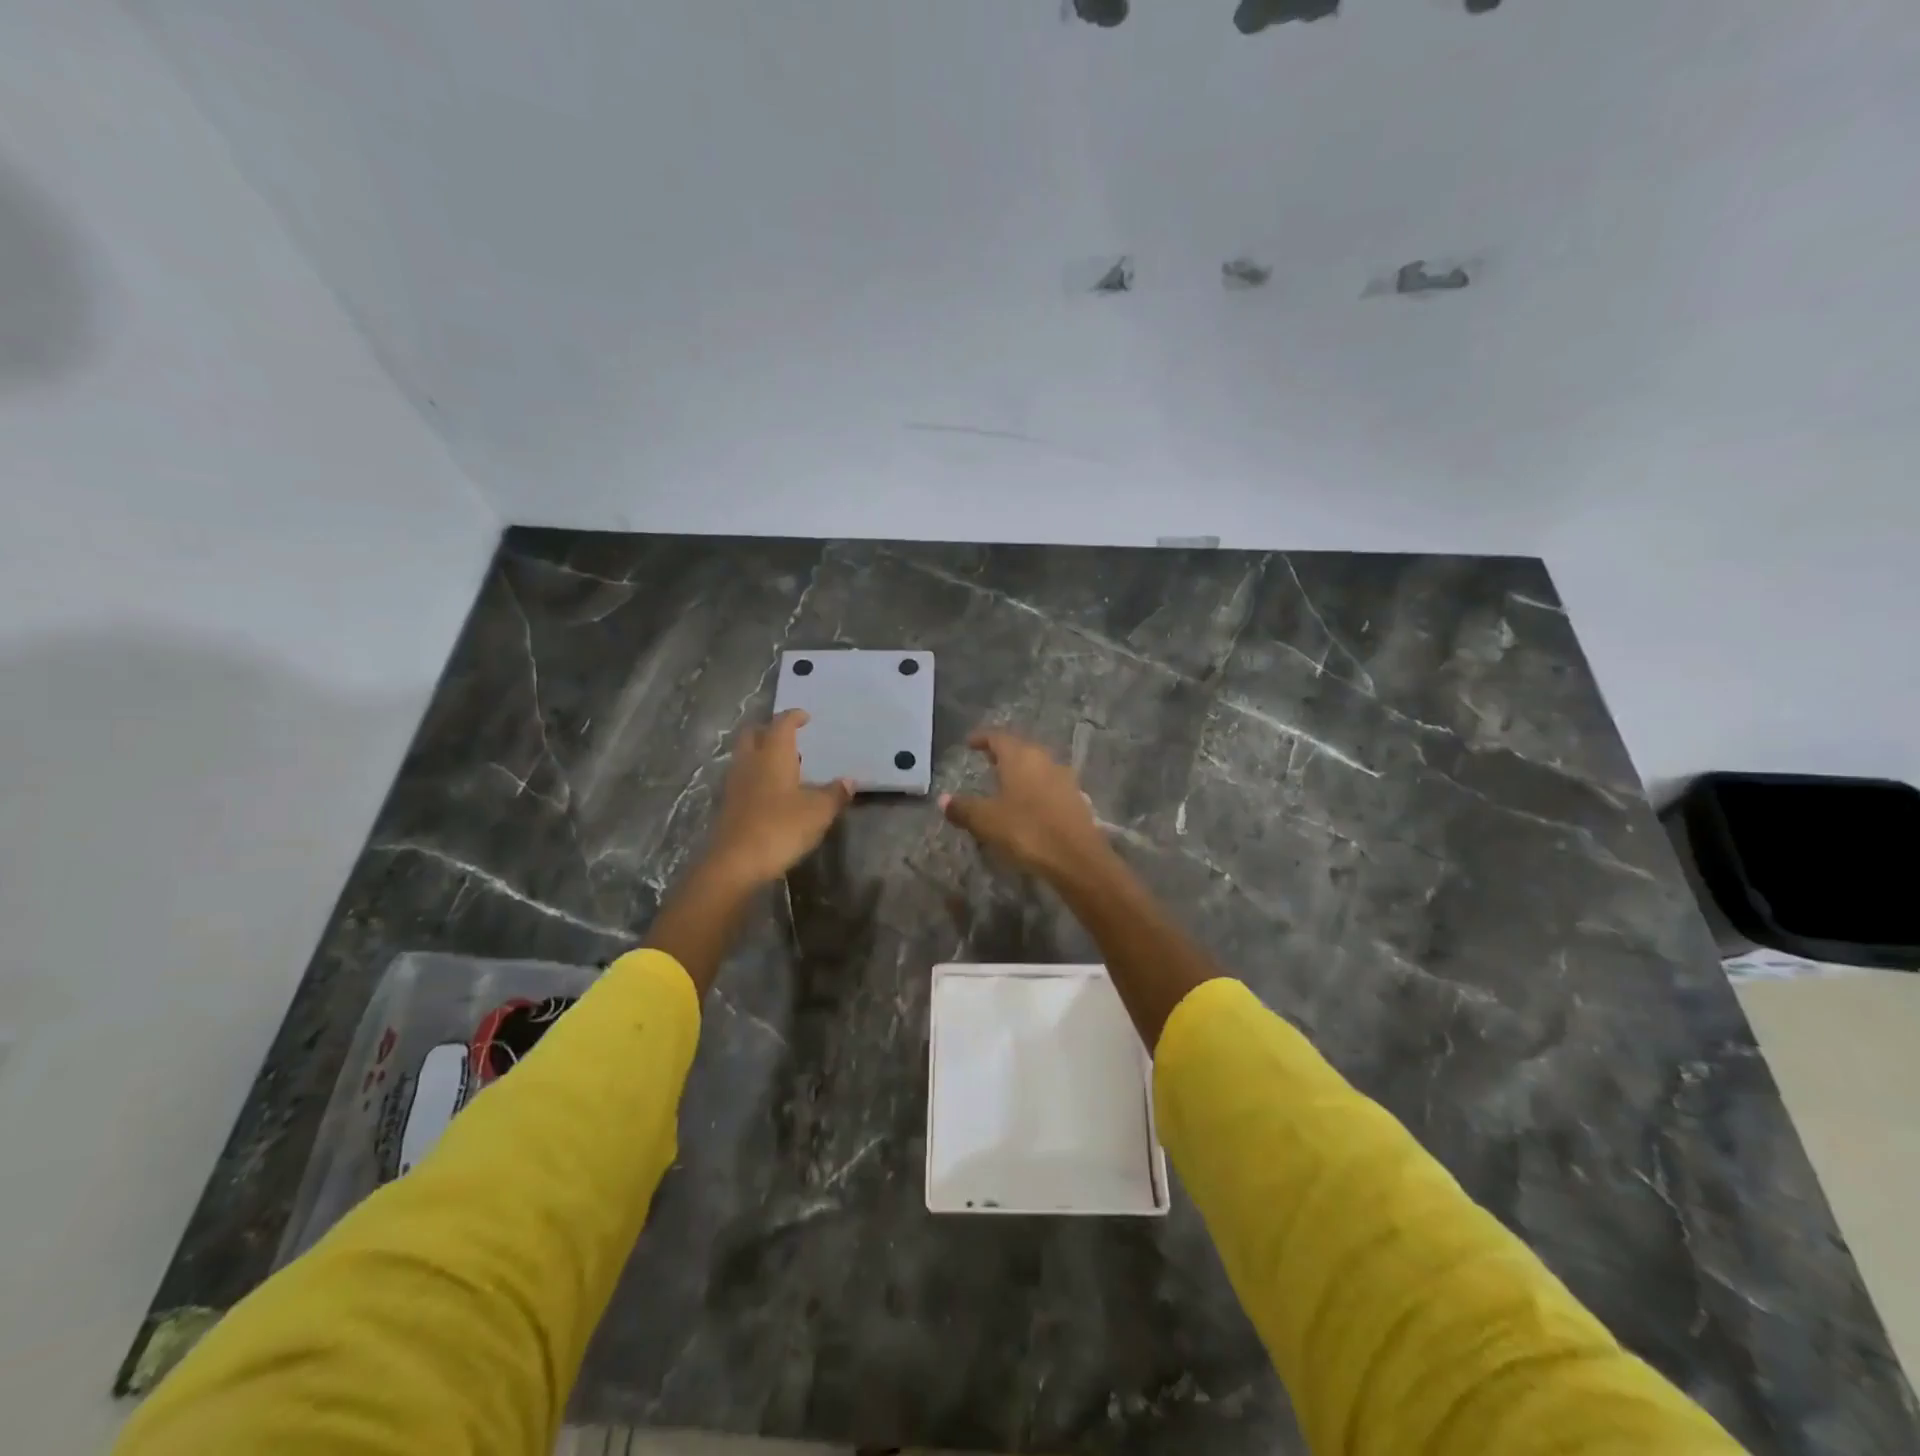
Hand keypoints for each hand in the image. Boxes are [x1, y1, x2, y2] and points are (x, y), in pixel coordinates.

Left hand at [707, 710, 852, 885]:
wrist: (736, 863)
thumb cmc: (781, 828)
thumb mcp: (818, 812)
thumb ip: (834, 794)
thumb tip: (849, 781)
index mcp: (773, 755)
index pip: (782, 724)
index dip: (793, 717)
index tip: (805, 717)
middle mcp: (750, 762)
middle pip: (753, 734)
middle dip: (769, 730)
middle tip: (788, 736)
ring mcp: (735, 784)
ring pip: (745, 756)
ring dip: (761, 753)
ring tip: (783, 765)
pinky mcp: (728, 805)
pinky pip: (742, 778)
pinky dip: (756, 776)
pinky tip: (771, 792)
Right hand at [941, 729, 1111, 880]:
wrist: (1076, 857)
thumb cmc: (1026, 830)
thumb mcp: (986, 821)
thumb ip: (963, 808)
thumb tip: (943, 800)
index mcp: (1020, 757)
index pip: (997, 737)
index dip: (981, 738)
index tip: (970, 743)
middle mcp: (1044, 760)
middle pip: (1021, 749)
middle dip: (1003, 753)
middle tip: (988, 761)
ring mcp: (1064, 778)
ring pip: (1038, 766)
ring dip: (1022, 771)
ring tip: (1007, 784)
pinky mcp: (1076, 798)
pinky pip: (1050, 785)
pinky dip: (1036, 788)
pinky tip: (1030, 805)